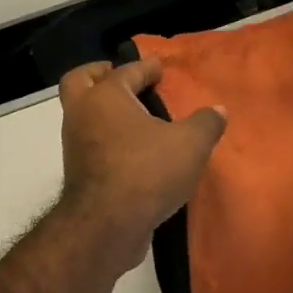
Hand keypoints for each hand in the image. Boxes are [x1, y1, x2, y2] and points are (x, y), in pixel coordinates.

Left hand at [56, 60, 224, 272]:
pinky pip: (90, 143)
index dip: (145, 67)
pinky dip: (105, 137)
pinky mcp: (77, 172)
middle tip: (122, 78)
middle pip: (80, 81)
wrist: (107, 225)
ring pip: (82, 115)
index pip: (125, 71)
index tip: (159, 67)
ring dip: (102, 110)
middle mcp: (82, 114)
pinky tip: (131, 148)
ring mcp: (74, 144)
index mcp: (105, 96)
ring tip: (133, 116)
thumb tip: (218, 110)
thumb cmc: (147, 171)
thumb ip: (205, 123)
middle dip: (99, 74)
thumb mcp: (190, 144)